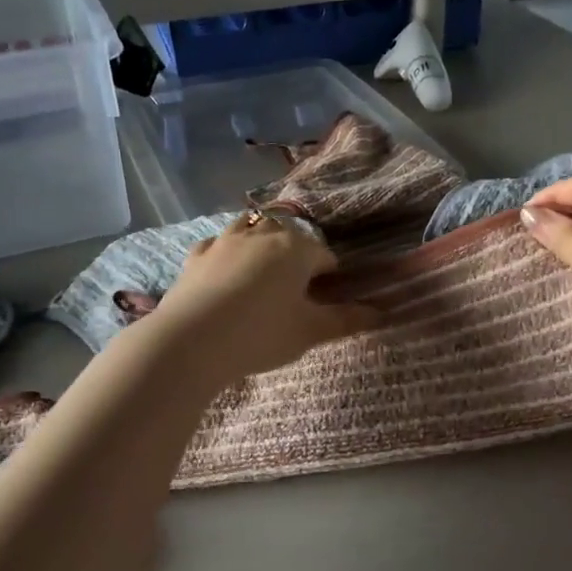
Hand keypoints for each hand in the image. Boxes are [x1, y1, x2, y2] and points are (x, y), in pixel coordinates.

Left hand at [145, 214, 377, 382]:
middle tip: (296, 289)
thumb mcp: (310, 332)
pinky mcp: (196, 256)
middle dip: (296, 255)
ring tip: (263, 273)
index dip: (331, 277)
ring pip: (250, 229)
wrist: (191, 342)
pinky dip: (227, 254)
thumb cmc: (261, 334)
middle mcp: (262, 234)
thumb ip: (346, 320)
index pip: (325, 256)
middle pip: (288, 235)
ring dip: (262, 244)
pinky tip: (225, 273)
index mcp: (296, 249)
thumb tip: (380, 312)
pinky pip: (218, 245)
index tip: (328, 301)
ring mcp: (224, 241)